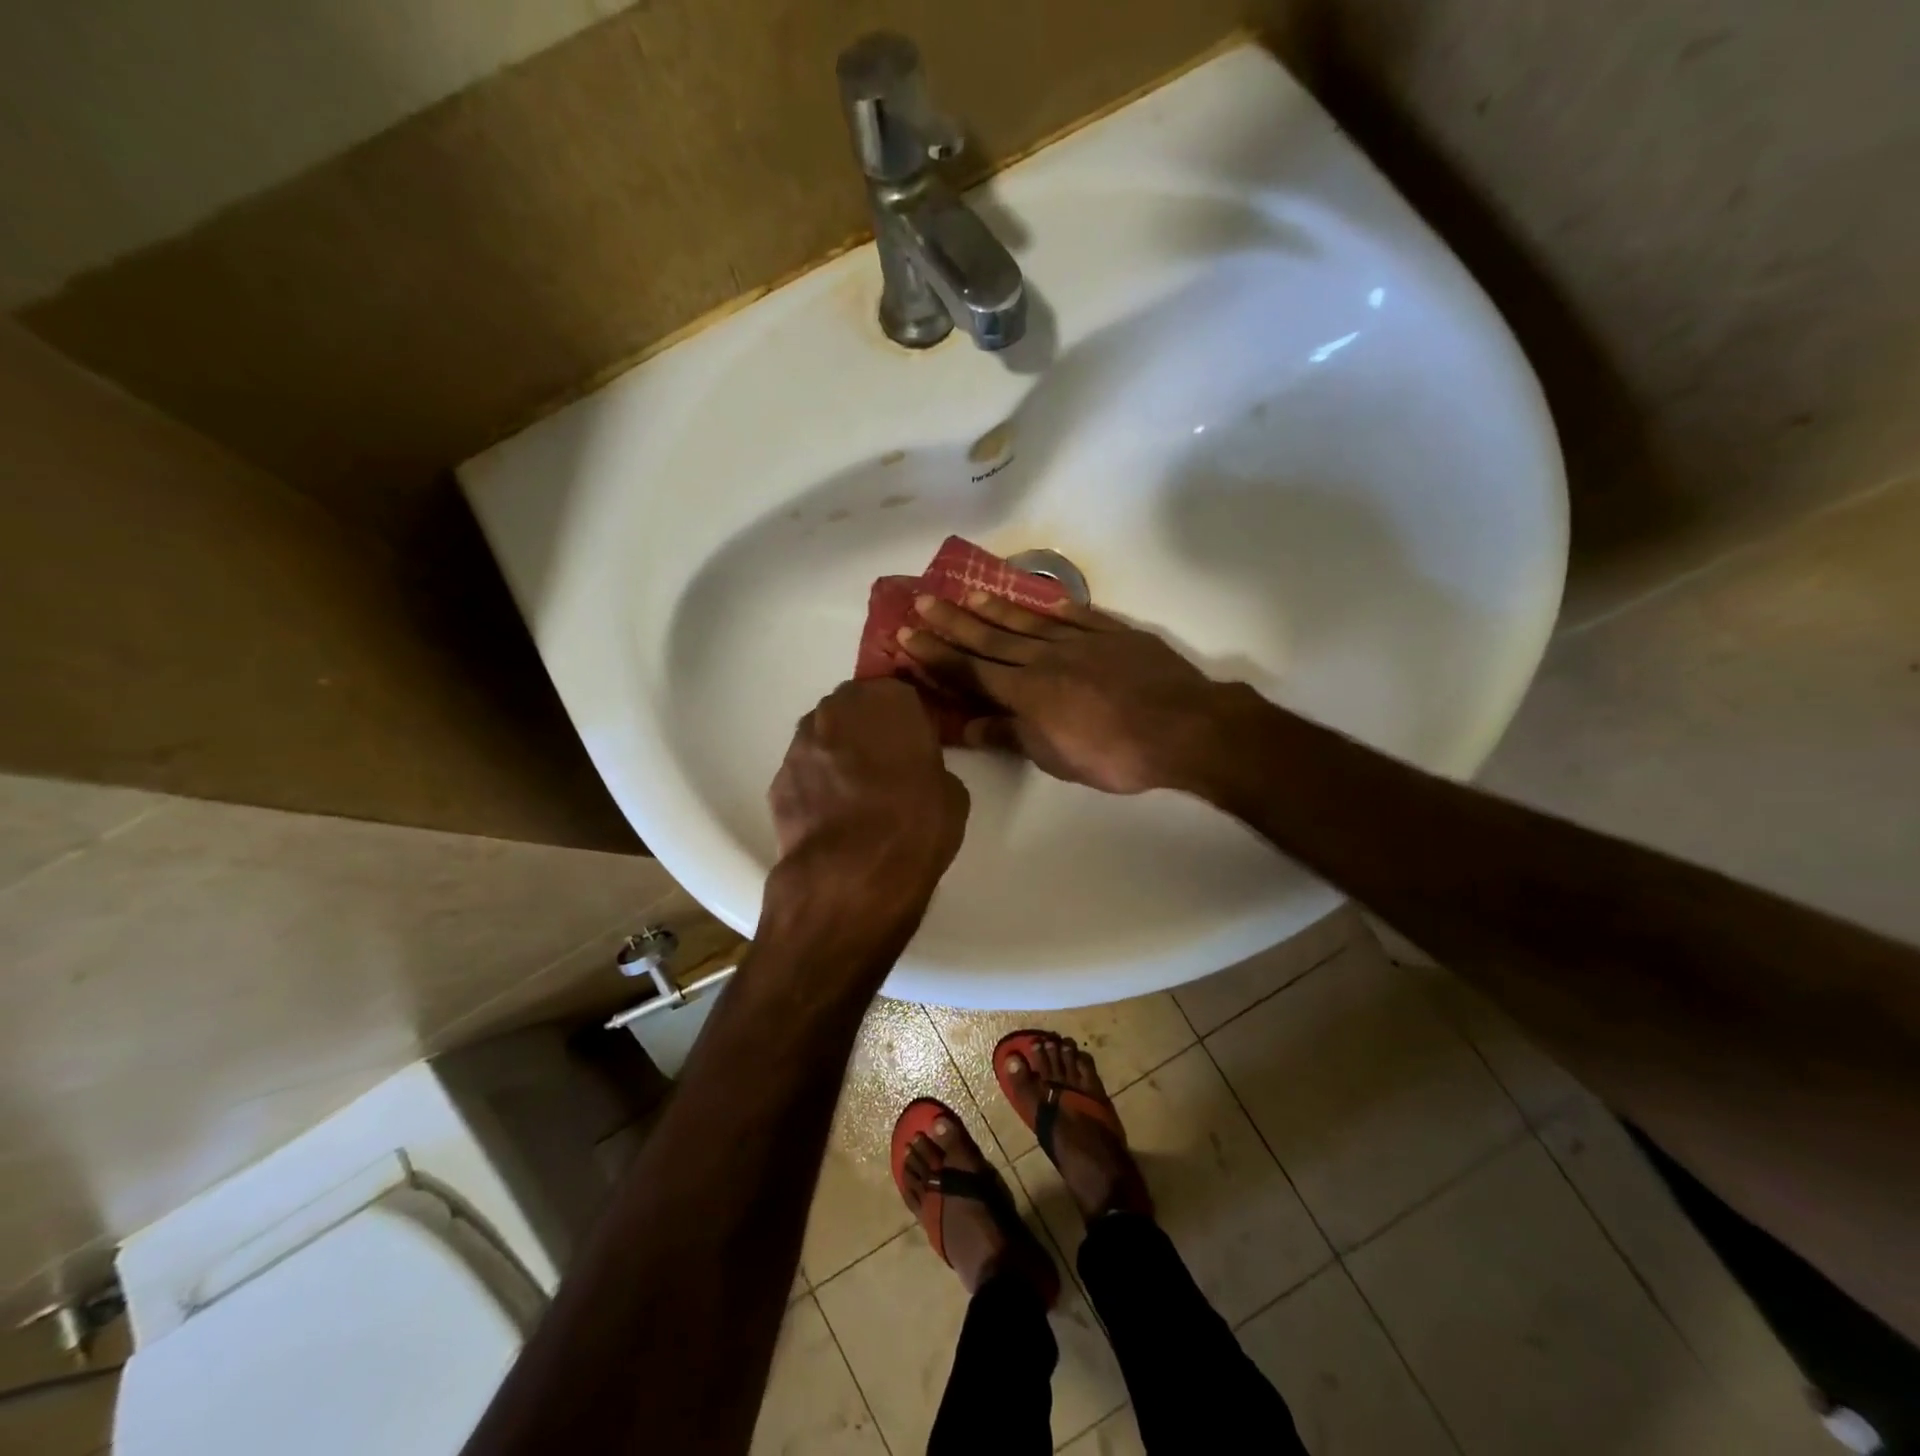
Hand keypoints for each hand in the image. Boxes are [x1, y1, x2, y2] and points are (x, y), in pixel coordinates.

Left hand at [763, 678, 969, 958]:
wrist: (851, 875)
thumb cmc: (915, 826)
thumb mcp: (951, 792)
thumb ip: (929, 766)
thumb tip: (914, 773)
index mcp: (887, 701)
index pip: (899, 694)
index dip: (907, 721)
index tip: (914, 745)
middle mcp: (838, 710)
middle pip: (855, 708)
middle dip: (867, 729)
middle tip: (885, 766)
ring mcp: (801, 743)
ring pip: (824, 736)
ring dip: (838, 754)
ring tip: (855, 793)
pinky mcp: (777, 778)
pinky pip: (805, 772)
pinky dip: (816, 785)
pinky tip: (831, 815)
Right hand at [898, 592, 1229, 794]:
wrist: (1182, 727)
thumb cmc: (1113, 754)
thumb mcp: (1054, 757)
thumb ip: (1010, 736)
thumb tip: (968, 727)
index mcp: (1026, 691)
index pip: (970, 670)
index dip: (936, 654)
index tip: (905, 636)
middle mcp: (1045, 658)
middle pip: (990, 638)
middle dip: (952, 622)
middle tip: (921, 601)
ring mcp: (1080, 641)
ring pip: (1027, 621)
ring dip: (995, 608)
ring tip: (968, 594)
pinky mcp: (1114, 634)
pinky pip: (1076, 616)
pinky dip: (1053, 608)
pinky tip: (1038, 600)